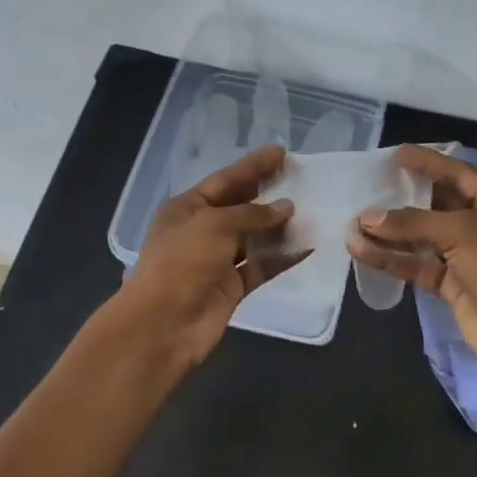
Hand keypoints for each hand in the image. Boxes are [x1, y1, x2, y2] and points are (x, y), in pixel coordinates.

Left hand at [117, 143, 302, 371]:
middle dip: (268, 192)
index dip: (253, 166)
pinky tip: (308, 246)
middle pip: (241, 206)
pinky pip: (262, 266)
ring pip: (255, 237)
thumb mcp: (214, 225)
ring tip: (312, 210)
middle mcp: (202, 230)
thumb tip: (286, 207)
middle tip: (300, 177)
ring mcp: (218, 260)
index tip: (281, 152)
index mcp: (187, 208)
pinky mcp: (233, 287)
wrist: (164, 324)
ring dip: (280, 226)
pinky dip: (283, 257)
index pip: (225, 180)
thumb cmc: (182, 263)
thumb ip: (252, 214)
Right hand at [346, 145, 476, 386]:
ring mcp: (467, 259)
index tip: (396, 155)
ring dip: (390, 233)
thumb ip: (413, 222)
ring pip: (423, 239)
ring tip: (353, 225)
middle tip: (368, 189)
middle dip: (404, 199)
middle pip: (438, 206)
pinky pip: (418, 266)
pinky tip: (363, 251)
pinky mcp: (452, 287)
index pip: (459, 174)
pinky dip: (393, 259)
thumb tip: (367, 218)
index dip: (429, 163)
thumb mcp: (462, 232)